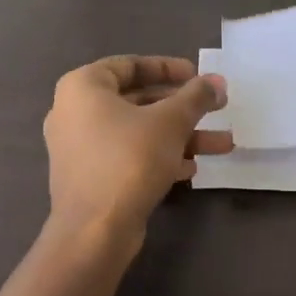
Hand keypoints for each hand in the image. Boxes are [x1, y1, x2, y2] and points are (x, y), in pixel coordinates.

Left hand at [43, 56, 229, 245]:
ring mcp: (79, 148)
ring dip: (180, 136)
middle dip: (182, 107)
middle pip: (137, 100)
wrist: (95, 231)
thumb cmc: (129, 160)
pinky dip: (158, 157)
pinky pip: (127, 156)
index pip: (129, 65)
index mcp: (83, 87)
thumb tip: (217, 82)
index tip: (198, 75)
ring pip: (137, 132)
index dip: (168, 67)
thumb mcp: (170, 121)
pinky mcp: (89, 178)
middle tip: (216, 107)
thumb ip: (196, 97)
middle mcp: (73, 112)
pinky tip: (190, 170)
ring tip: (222, 145)